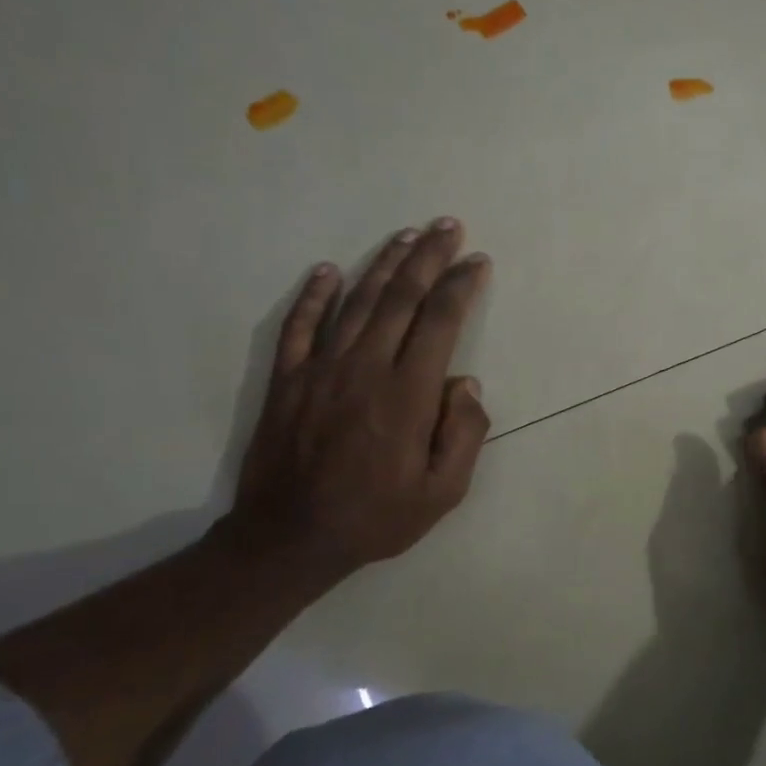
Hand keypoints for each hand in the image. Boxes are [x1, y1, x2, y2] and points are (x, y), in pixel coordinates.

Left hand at [222, 219, 491, 585]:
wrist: (290, 539)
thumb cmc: (378, 517)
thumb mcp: (444, 491)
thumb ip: (464, 433)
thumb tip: (466, 382)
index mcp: (407, 394)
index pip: (439, 322)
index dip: (460, 286)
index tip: (477, 262)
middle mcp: (365, 368)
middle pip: (400, 298)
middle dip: (428, 257)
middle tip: (447, 226)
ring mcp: (320, 370)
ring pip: (357, 303)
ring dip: (384, 264)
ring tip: (406, 235)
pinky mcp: (287, 381)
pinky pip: (299, 327)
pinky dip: (314, 296)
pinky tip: (328, 271)